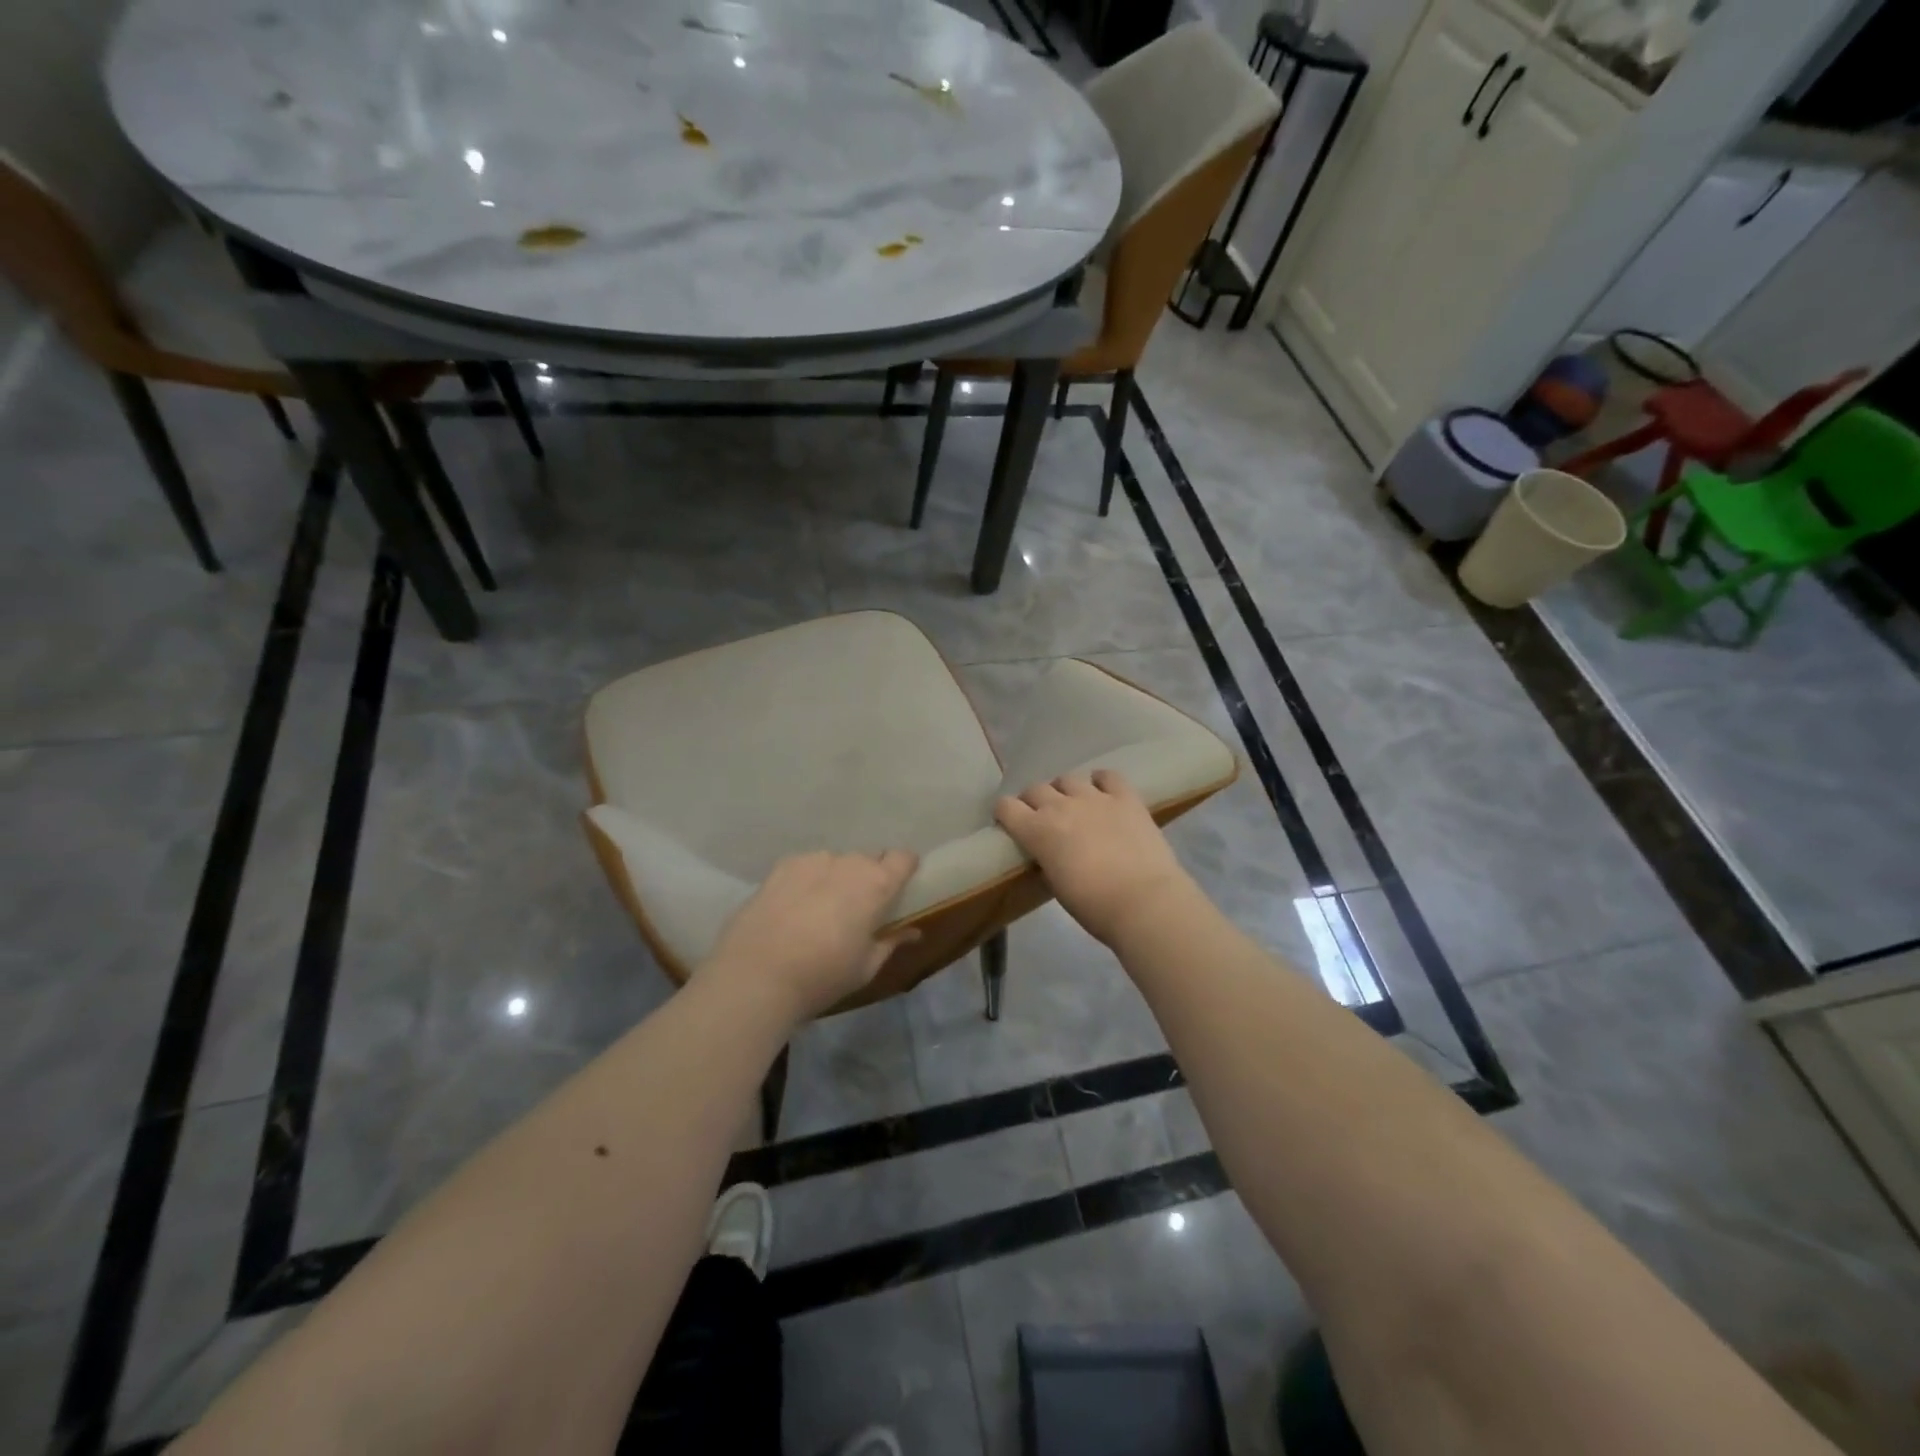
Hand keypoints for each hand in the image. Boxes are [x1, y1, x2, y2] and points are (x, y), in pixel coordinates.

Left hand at [705, 849, 919, 1021]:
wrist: (755, 976)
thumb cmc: (822, 976)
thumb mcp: (865, 968)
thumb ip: (891, 943)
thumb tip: (913, 932)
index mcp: (876, 885)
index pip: (903, 858)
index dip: (904, 869)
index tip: (900, 887)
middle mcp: (848, 863)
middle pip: (868, 859)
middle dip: (868, 878)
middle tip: (858, 909)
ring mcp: (812, 860)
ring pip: (835, 862)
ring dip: (836, 878)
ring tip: (820, 909)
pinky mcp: (781, 866)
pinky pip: (806, 866)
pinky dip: (807, 880)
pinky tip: (793, 907)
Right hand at [995, 771, 1196, 945]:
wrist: (1144, 902)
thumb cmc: (1094, 906)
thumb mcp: (1055, 885)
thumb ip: (1046, 860)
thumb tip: (1048, 852)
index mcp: (1037, 831)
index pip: (1006, 806)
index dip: (1006, 814)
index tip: (1011, 825)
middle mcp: (1060, 806)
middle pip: (1035, 789)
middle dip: (1034, 802)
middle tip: (1043, 820)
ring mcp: (1094, 797)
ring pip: (1068, 779)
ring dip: (1065, 791)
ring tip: (1074, 806)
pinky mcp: (1125, 797)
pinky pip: (1107, 776)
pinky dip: (1101, 782)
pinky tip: (1103, 793)